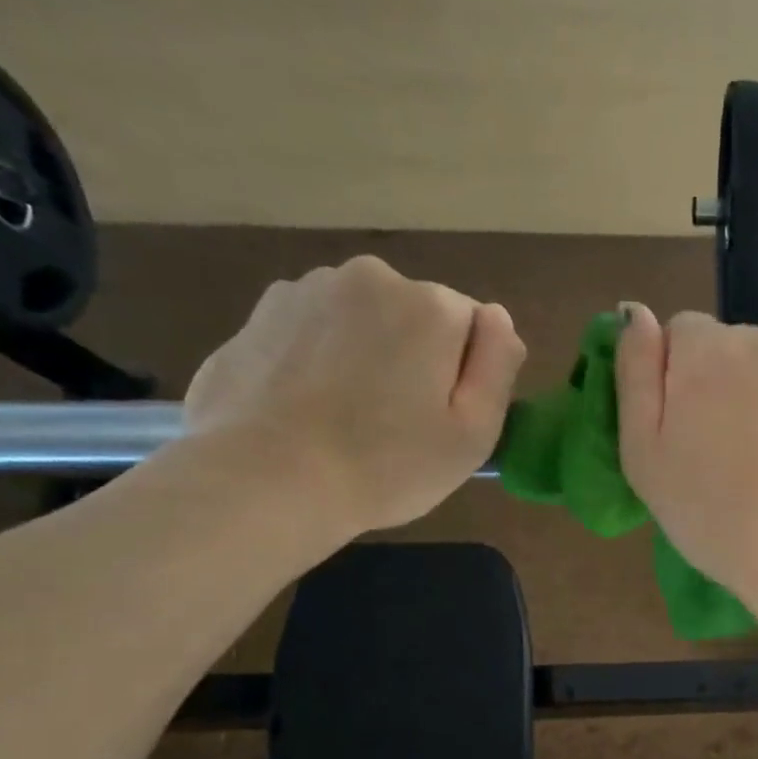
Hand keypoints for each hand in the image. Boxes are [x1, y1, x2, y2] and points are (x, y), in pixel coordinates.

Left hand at [184, 256, 525, 538]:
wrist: (265, 481)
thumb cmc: (387, 465)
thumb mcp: (474, 432)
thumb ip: (499, 364)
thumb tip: (497, 318)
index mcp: (430, 306)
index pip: (472, 326)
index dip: (464, 374)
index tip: (441, 417)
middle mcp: (370, 278)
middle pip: (417, 316)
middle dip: (415, 357)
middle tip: (397, 423)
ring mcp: (306, 290)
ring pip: (362, 321)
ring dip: (366, 355)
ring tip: (347, 418)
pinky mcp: (259, 314)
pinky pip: (314, 332)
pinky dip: (319, 360)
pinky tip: (309, 408)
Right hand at [615, 307, 757, 600]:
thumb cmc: (713, 514)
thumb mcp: (644, 457)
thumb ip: (634, 375)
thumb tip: (635, 312)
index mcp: (705, 348)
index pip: (683, 336)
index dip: (683, 383)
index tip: (694, 434)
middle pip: (740, 349)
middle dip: (735, 387)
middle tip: (741, 458)